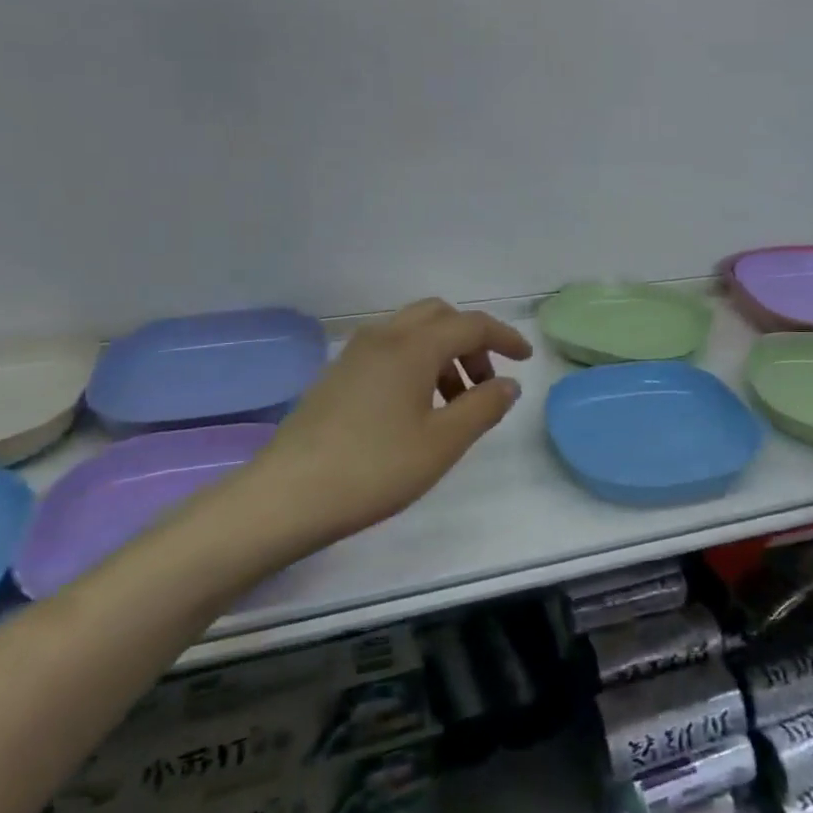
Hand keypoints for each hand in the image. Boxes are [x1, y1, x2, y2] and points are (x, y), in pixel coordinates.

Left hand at [227, 298, 531, 549]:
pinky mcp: (336, 376)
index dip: (504, 337)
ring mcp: (354, 355)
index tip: (525, 359)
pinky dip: (415, 365)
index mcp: (413, 346)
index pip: (470, 325)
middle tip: (485, 383)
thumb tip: (507, 384)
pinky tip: (415, 410)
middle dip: (470, 342)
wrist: (286, 496)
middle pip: (439, 316)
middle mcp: (383, 337)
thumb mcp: (442, 443)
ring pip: (412, 333)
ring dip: (442, 355)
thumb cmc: (374, 468)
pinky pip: (389, 351)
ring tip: (453, 405)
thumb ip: (483, 407)